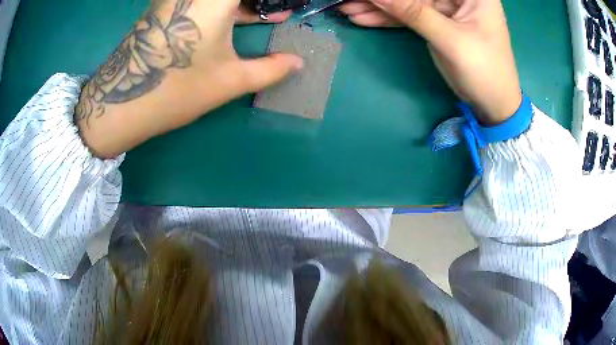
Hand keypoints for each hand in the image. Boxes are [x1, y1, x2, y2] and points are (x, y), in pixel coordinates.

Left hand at [76, 0, 302, 157]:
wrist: (121, 103)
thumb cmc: (177, 89)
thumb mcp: (230, 80)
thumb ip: (271, 69)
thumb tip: (298, 63)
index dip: (271, 1)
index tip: (284, 9)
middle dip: (261, 2)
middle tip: (279, 13)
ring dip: (245, 3)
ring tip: (271, 14)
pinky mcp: (167, 6)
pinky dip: (226, 4)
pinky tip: (242, 18)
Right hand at [339, 0, 521, 124]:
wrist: (493, 104)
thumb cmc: (484, 71)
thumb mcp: (450, 39)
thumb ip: (413, 12)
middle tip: (349, 0)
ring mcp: (447, 8)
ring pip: (409, 2)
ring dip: (379, 8)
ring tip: (348, 9)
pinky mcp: (437, 21)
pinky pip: (410, 15)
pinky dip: (388, 18)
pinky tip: (364, 18)